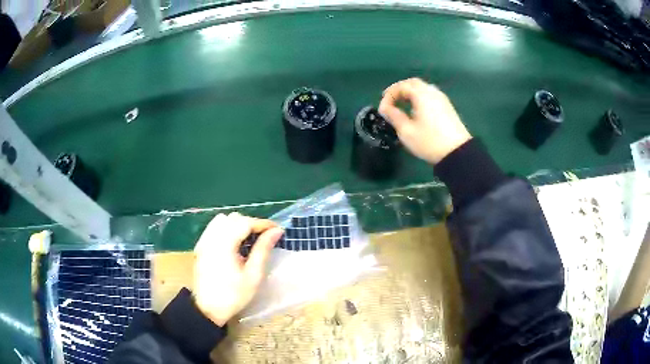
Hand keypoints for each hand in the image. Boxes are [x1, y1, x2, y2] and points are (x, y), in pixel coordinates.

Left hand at [193, 212, 283, 325]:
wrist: (208, 309)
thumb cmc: (233, 295)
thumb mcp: (253, 275)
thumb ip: (263, 249)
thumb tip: (277, 231)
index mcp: (224, 244)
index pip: (245, 222)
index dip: (263, 223)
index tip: (277, 230)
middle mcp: (211, 237)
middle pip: (233, 218)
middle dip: (251, 223)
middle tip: (265, 237)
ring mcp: (203, 241)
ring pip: (222, 220)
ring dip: (238, 224)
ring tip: (249, 239)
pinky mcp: (200, 246)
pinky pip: (214, 228)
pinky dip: (227, 229)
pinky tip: (234, 243)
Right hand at [378, 78, 471, 164]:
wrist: (458, 153)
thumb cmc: (430, 142)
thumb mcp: (407, 132)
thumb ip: (394, 116)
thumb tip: (385, 108)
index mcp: (422, 95)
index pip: (401, 86)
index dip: (389, 95)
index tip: (383, 109)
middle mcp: (433, 92)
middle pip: (413, 83)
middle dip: (399, 90)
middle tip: (390, 101)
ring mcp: (442, 99)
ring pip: (423, 88)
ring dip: (410, 93)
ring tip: (402, 105)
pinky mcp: (448, 107)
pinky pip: (430, 95)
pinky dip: (419, 98)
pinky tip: (416, 110)